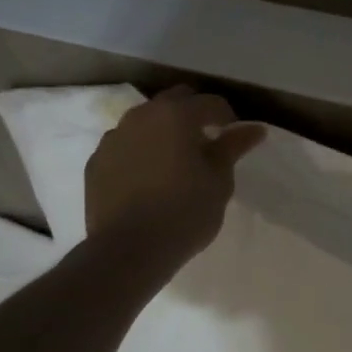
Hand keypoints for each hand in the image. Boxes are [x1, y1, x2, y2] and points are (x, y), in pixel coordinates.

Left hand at [83, 85, 266, 270]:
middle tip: (206, 143)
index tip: (234, 139)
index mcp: (176, 115)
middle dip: (193, 114)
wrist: (128, 250)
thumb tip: (255, 128)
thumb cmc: (185, 211)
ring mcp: (114, 138)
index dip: (227, 118)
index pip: (210, 103)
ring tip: (175, 160)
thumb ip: (234, 146)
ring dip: (163, 131)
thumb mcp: (220, 179)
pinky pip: (125, 146)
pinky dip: (140, 152)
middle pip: (174, 101)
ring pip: (145, 121)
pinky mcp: (96, 162)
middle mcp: (141, 116)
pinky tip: (148, 178)